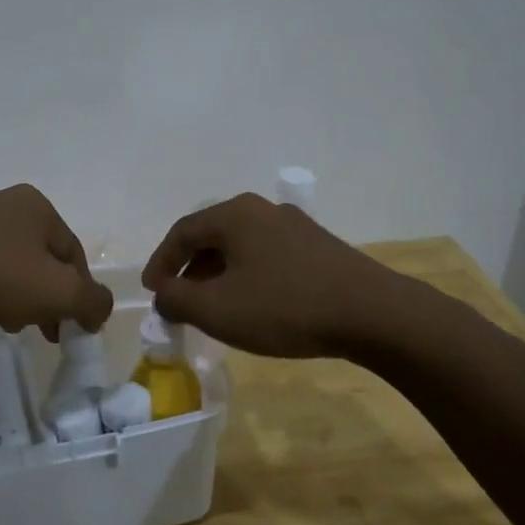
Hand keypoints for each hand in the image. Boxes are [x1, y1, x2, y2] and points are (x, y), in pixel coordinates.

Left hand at [0, 185, 112, 338]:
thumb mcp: (59, 292)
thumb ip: (92, 301)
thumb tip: (100, 309)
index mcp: (38, 207)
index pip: (74, 254)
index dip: (80, 293)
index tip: (73, 328)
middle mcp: (3, 203)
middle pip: (40, 258)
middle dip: (46, 297)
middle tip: (43, 330)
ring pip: (7, 263)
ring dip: (16, 295)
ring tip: (7, 325)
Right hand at [141, 194, 393, 357]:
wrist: (372, 314)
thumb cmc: (284, 307)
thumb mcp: (217, 309)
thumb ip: (177, 299)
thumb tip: (163, 293)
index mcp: (234, 214)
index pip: (182, 232)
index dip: (161, 262)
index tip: (152, 292)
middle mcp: (263, 210)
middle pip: (212, 236)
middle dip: (189, 270)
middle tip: (178, 300)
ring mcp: (295, 226)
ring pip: (241, 247)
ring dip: (218, 275)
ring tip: (213, 307)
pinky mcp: (319, 247)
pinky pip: (267, 256)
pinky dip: (247, 277)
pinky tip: (253, 304)